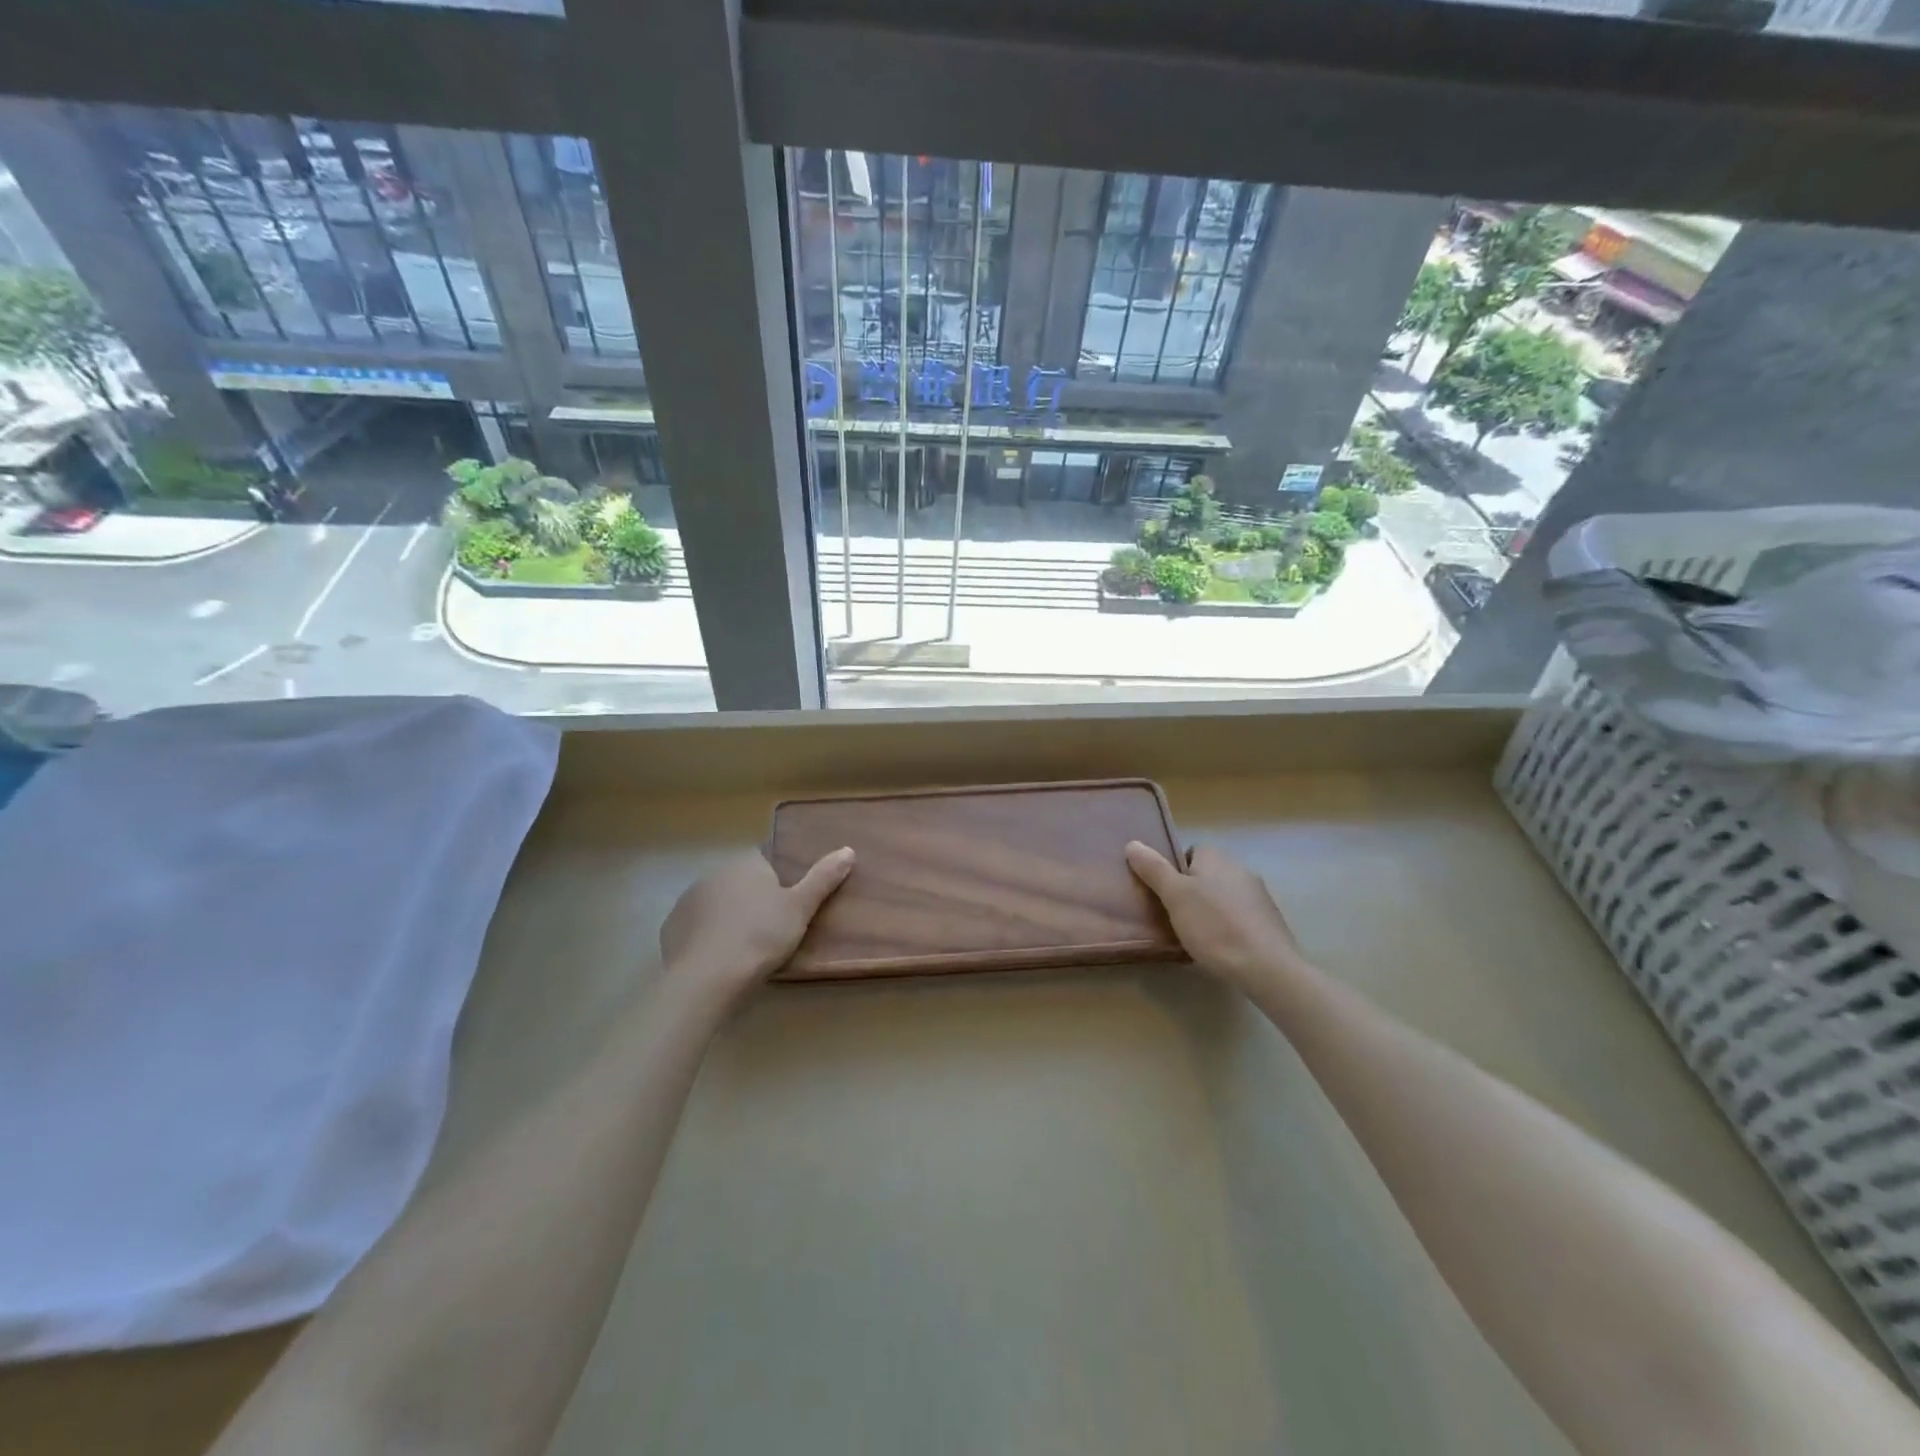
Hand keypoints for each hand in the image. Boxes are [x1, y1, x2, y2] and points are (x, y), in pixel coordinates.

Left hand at [659, 847, 854, 999]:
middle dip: (753, 902)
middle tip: (771, 933)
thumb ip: (823, 878)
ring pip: (717, 905)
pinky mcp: (672, 928)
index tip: (787, 910)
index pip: (766, 863)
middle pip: (741, 883)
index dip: (778, 885)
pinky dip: (708, 938)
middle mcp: (714, 873)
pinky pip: (697, 927)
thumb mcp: (801, 908)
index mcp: (746, 863)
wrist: (706, 978)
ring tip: (745, 950)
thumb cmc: (761, 937)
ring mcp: (688, 900)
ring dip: (729, 919)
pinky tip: (719, 960)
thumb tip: (848, 850)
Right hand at [1126, 841, 1310, 996]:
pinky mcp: (1270, 921)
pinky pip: (1240, 916)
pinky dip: (1229, 926)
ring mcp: (1259, 895)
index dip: (1175, 870)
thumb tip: (1132, 843)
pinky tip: (1221, 947)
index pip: (1190, 851)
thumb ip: (1153, 869)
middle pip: (1207, 874)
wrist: (1267, 967)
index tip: (1165, 894)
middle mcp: (1240, 868)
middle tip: (1175, 915)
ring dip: (1211, 910)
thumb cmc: (1214, 926)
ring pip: (1224, 896)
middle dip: (1192, 891)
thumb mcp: (1174, 896)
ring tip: (1197, 935)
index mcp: (1216, 857)